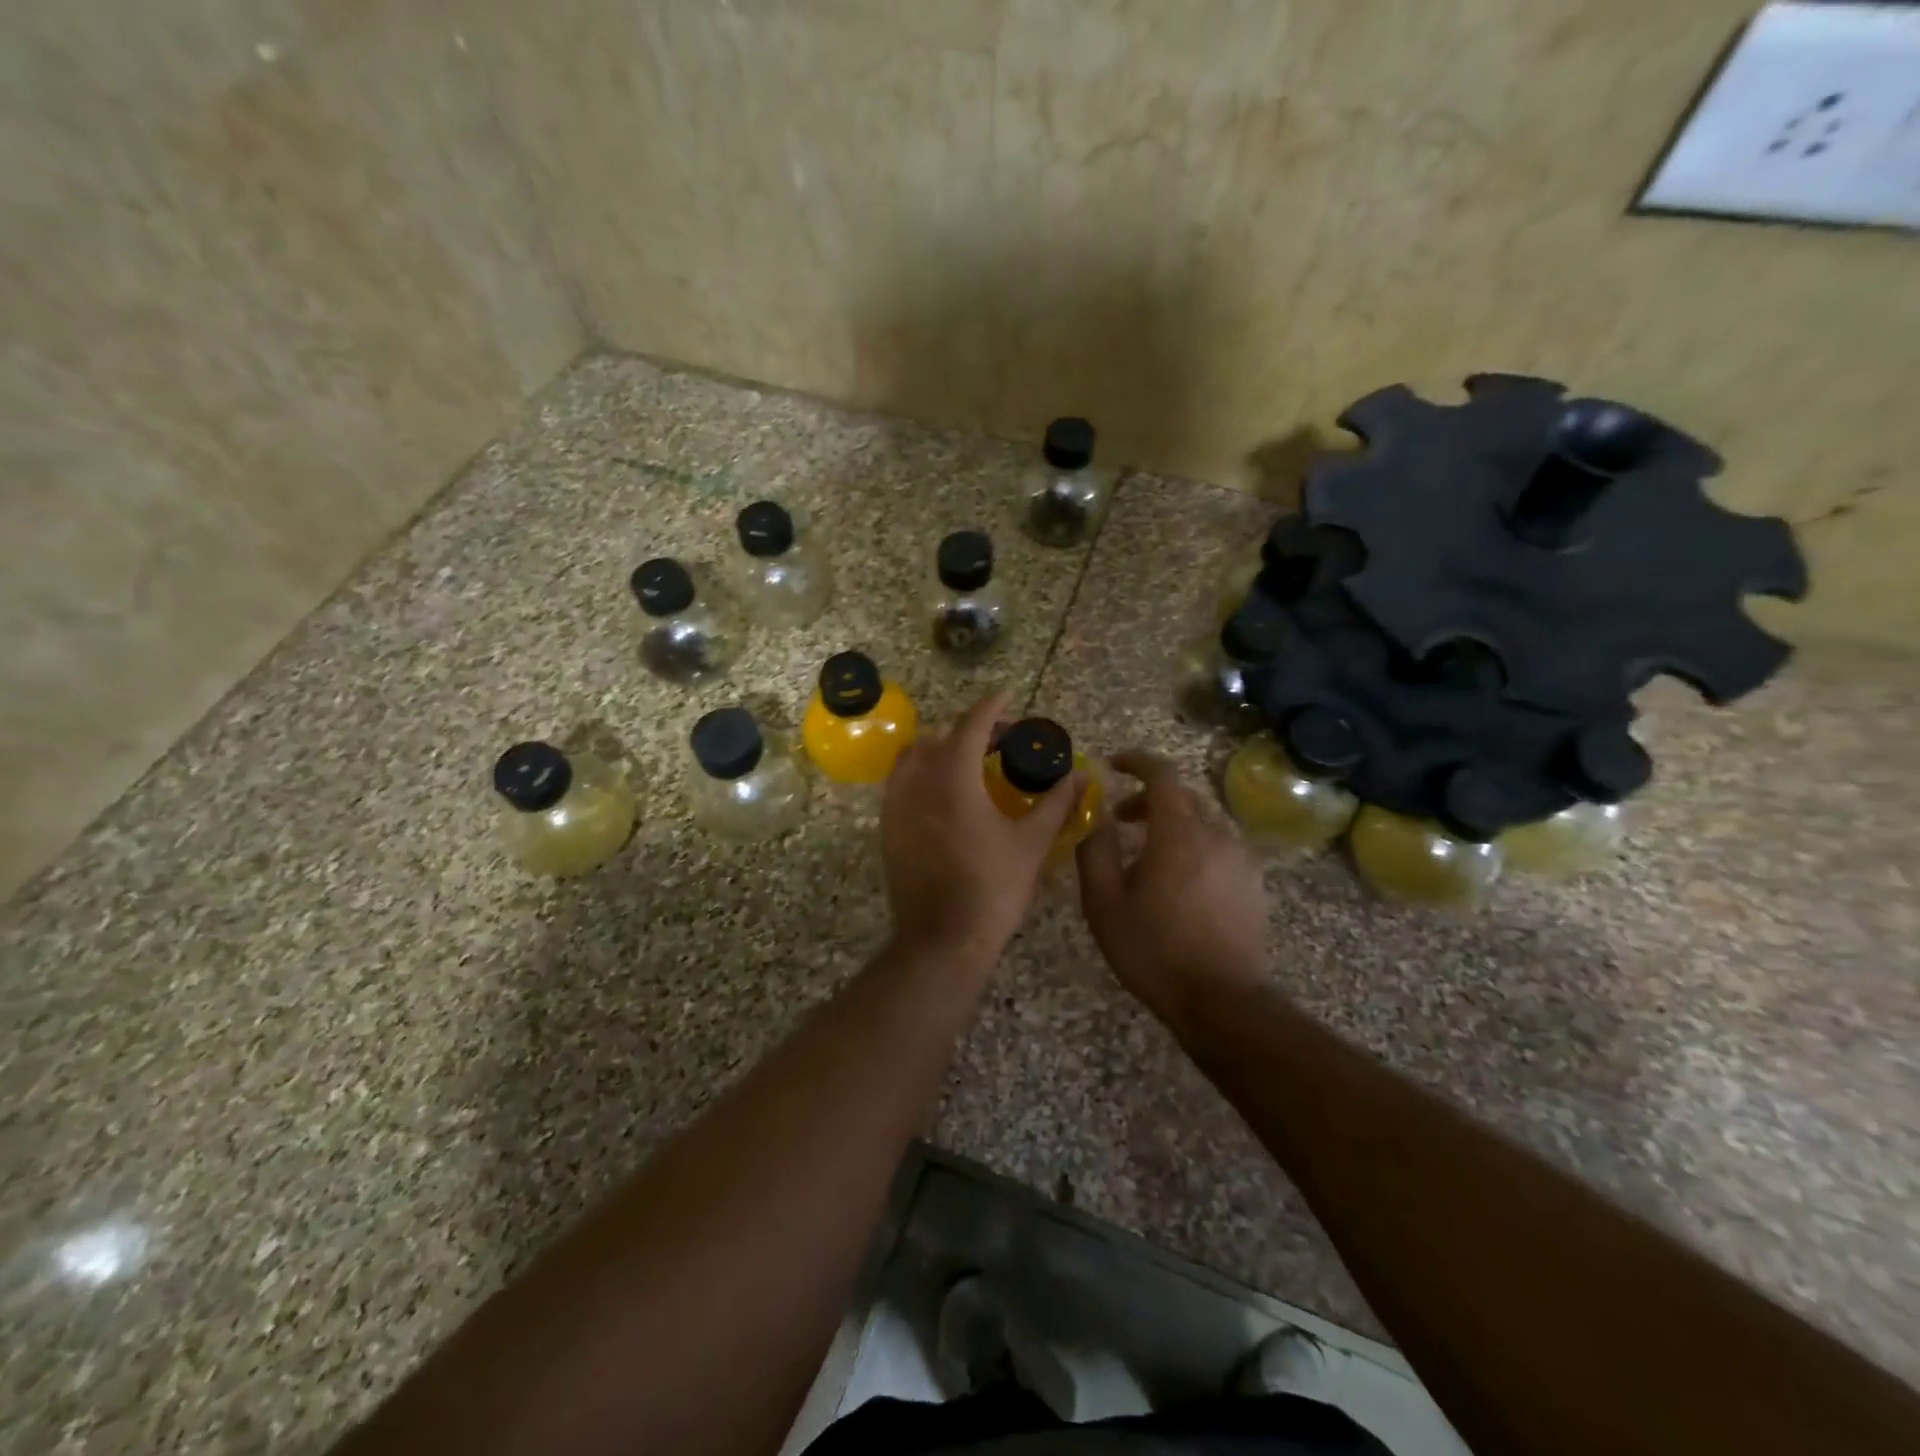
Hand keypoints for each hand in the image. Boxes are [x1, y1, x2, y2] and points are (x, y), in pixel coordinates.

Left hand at [880, 691, 1082, 968]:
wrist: (942, 940)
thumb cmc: (992, 889)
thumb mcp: (1031, 843)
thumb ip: (1056, 802)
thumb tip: (1083, 776)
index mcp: (953, 776)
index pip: (972, 724)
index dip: (993, 706)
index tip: (1009, 696)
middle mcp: (917, 781)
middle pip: (941, 736)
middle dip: (971, 730)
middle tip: (1001, 742)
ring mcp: (896, 804)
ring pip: (914, 757)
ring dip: (943, 750)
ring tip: (972, 765)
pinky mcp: (886, 827)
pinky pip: (901, 783)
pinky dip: (924, 774)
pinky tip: (947, 796)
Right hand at [1075, 750, 1269, 1028]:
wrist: (1220, 1001)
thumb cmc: (1154, 950)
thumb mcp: (1104, 903)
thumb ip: (1095, 850)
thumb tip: (1097, 817)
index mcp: (1178, 832)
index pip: (1162, 774)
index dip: (1136, 761)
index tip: (1113, 765)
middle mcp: (1216, 834)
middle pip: (1183, 796)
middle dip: (1149, 798)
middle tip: (1121, 819)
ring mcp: (1241, 858)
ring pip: (1204, 820)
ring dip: (1173, 822)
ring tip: (1149, 854)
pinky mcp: (1253, 882)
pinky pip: (1221, 844)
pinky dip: (1196, 843)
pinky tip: (1180, 879)